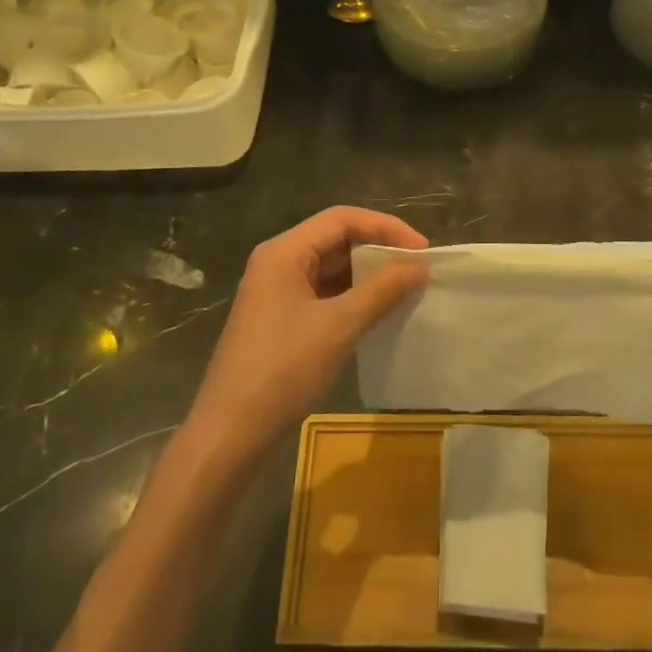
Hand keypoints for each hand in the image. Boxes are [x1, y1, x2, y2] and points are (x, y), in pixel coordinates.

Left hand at [187, 208, 427, 452]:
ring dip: (366, 274)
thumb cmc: (283, 369)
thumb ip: (382, 291)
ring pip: (329, 267)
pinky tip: (376, 311)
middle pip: (334, 238)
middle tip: (416, 267)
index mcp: (283, 252)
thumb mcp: (339, 326)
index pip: (341, 219)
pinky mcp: (279, 318)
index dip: (385, 227)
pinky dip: (351, 296)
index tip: (421, 249)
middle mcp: (277, 262)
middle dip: (377, 248)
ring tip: (403, 288)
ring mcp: (275, 291)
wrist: (230, 432)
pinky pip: (322, 292)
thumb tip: (419, 267)